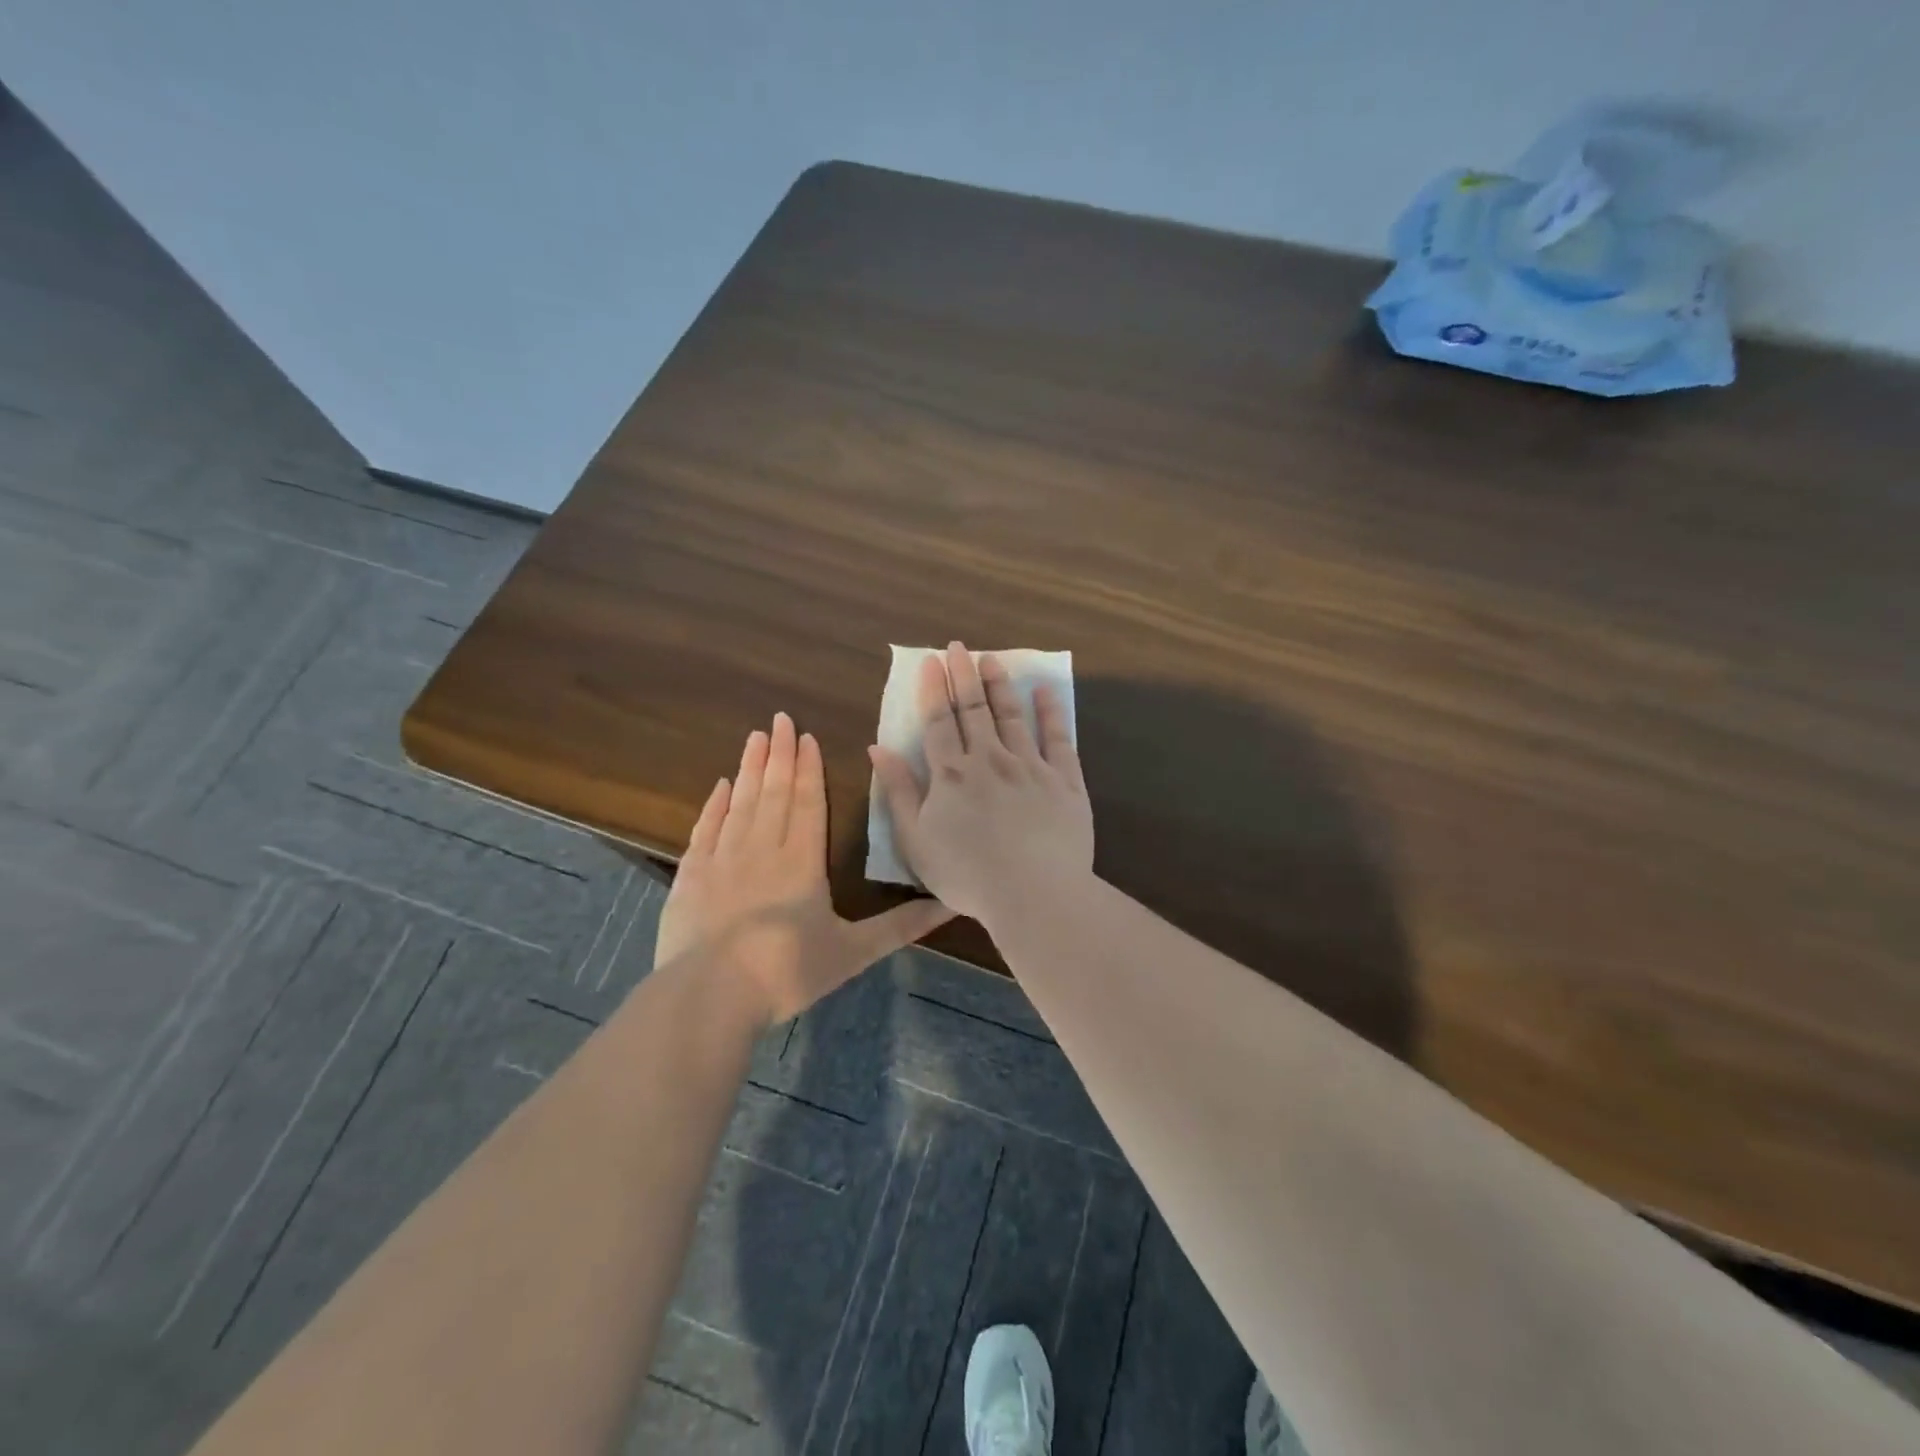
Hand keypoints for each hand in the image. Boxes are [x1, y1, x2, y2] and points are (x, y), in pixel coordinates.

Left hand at [655, 713, 953, 1025]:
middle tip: (780, 718)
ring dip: (750, 768)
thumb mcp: (852, 952)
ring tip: (755, 737)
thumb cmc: (786, 972)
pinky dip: (714, 805)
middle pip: (774, 791)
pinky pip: (706, 828)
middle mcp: (762, 848)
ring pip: (741, 801)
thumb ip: (900, 926)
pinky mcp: (691, 876)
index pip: (808, 802)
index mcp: (802, 861)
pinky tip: (721, 785)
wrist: (708, 997)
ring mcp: (722, 859)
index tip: (807, 737)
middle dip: (780, 753)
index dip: (809, 769)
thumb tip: (950, 905)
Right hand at [868, 642, 1094, 926]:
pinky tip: (1045, 691)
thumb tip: (878, 748)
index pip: (939, 721)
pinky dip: (1050, 712)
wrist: (1033, 894)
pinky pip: (1057, 739)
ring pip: (1012, 716)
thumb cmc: (967, 875)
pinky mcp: (1065, 781)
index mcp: (951, 774)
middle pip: (975, 709)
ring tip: (993, 660)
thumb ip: (898, 791)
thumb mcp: (916, 839)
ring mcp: (1030, 767)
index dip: (934, 689)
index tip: (932, 661)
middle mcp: (990, 759)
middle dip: (965, 675)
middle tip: (960, 647)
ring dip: (1000, 685)